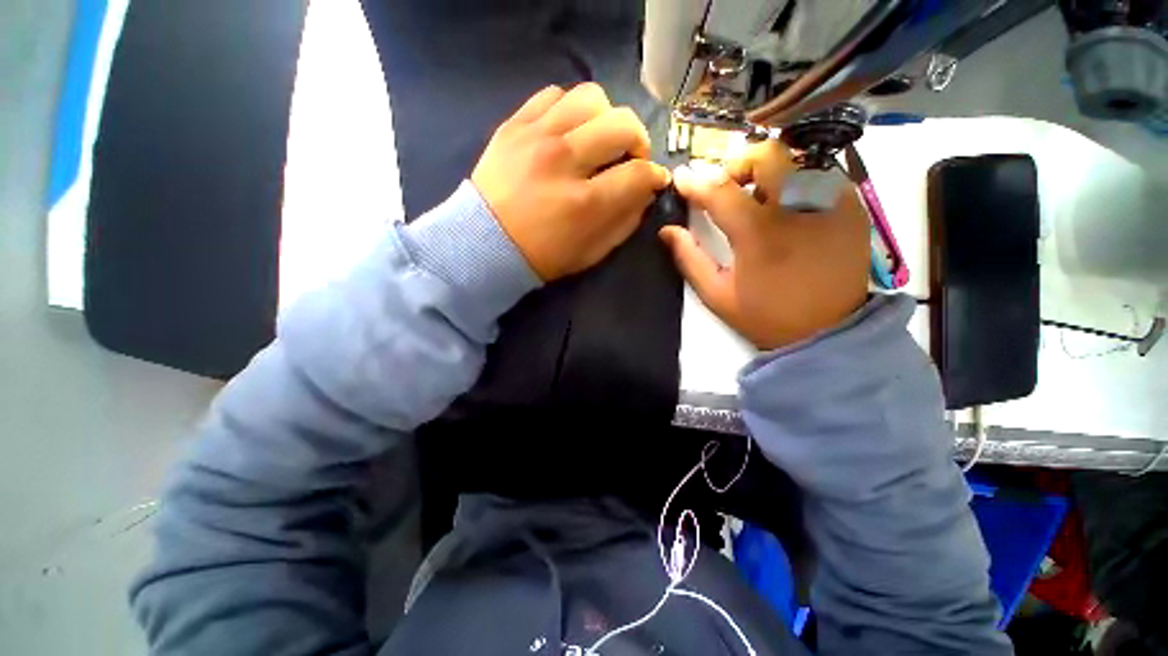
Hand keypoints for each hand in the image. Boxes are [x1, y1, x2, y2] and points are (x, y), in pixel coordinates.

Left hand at [471, 83, 671, 280]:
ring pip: (592, 98)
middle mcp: (564, 161)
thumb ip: (624, 222)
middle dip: (638, 142)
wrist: (484, 243)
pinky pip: (553, 94)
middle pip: (623, 125)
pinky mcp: (514, 125)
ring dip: (606, 118)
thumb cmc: (542, 257)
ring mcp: (537, 137)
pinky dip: (571, 109)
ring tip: (599, 140)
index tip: (654, 180)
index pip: (639, 174)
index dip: (655, 176)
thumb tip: (645, 192)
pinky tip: (570, 130)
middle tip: (630, 158)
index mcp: (585, 203)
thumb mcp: (591, 253)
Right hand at [660, 142, 868, 349]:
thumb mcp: (717, 295)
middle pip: (765, 155)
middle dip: (737, 165)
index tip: (681, 180)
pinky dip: (795, 180)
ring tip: (757, 197)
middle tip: (726, 187)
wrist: (829, 331)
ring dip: (767, 171)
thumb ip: (689, 259)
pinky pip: (819, 173)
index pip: (720, 190)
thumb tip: (667, 231)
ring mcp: (831, 202)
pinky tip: (787, 206)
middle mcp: (797, 207)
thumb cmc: (767, 315)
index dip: (696, 182)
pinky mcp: (852, 206)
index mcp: (759, 234)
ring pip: (794, 158)